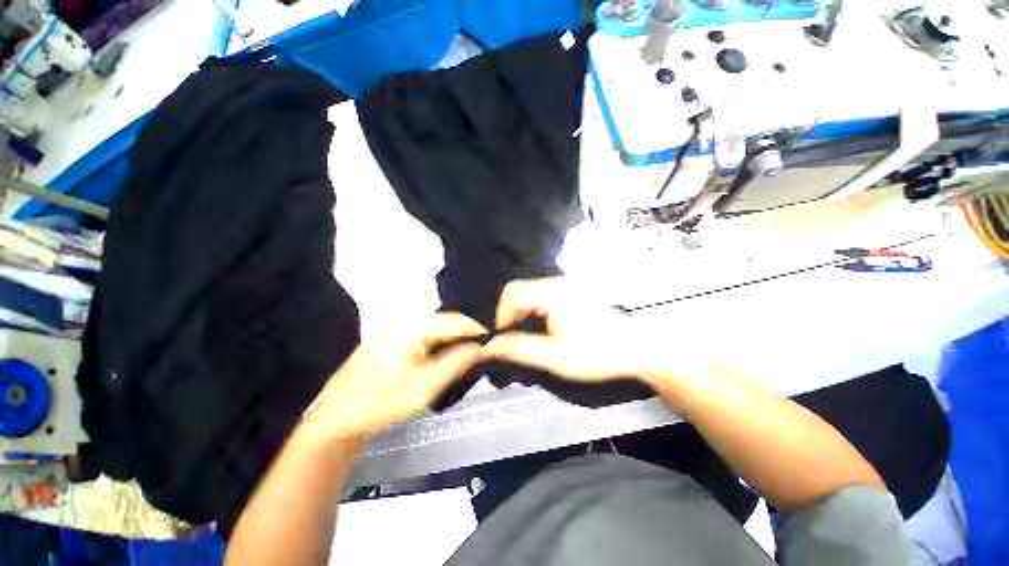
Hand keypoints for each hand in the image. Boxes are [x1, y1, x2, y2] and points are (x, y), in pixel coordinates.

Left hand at [299, 313, 485, 443]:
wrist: (335, 419)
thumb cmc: (381, 403)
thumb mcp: (425, 386)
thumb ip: (456, 363)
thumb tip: (482, 347)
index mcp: (410, 326)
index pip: (454, 319)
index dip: (477, 329)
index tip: (495, 341)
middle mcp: (404, 320)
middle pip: (445, 322)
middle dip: (466, 335)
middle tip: (484, 350)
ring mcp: (396, 328)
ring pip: (436, 329)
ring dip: (453, 341)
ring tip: (471, 354)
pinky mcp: (392, 338)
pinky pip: (424, 336)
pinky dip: (439, 345)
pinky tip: (447, 357)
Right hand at [483, 278, 657, 382]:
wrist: (638, 350)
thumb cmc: (596, 354)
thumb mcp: (554, 357)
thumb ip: (519, 349)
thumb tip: (490, 346)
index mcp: (553, 292)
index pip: (512, 292)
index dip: (501, 314)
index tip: (505, 337)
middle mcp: (558, 282)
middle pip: (521, 290)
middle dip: (512, 314)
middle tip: (515, 339)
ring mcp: (568, 285)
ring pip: (532, 292)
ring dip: (524, 312)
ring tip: (529, 335)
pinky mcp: (574, 291)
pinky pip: (544, 295)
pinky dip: (536, 310)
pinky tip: (545, 327)